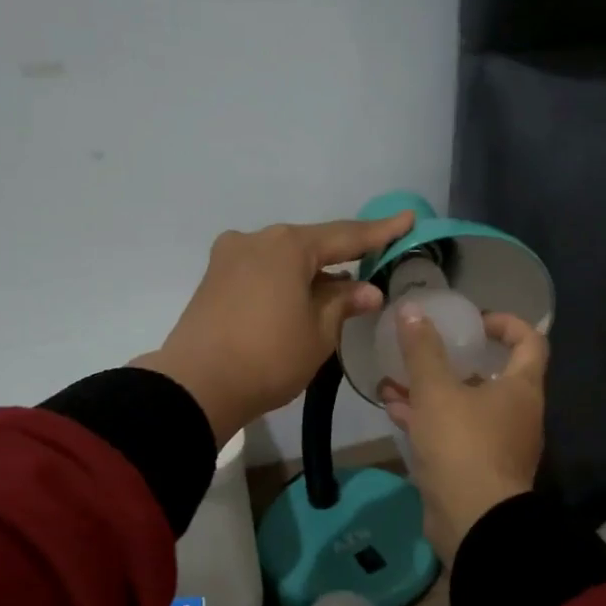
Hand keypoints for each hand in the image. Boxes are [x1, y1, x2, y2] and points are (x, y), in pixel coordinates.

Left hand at [136, 213, 413, 442]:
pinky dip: (284, 282)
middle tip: (370, 270)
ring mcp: (229, 258)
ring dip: (310, 274)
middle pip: (309, 245)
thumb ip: (343, 304)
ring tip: (335, 295)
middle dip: (340, 258)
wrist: (197, 386)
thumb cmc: (269, 358)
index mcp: (287, 245)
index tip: (408, 219)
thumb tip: (367, 289)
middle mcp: (256, 239)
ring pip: (283, 259)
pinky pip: (261, 272)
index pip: (345, 235)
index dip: (380, 232)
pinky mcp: (213, 280)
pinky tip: (298, 300)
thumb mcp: (318, 334)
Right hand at [378, 307, 547, 562]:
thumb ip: (423, 351)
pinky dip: (427, 420)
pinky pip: (452, 433)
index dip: (506, 323)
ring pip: (464, 405)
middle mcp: (516, 413)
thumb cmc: (463, 445)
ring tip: (394, 378)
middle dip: (454, 360)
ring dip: (432, 391)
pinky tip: (393, 410)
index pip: (530, 341)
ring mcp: (497, 444)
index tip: (474, 320)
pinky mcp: (475, 468)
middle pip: (491, 375)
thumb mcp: (436, 391)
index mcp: (521, 389)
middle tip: (425, 348)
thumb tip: (411, 310)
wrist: (473, 521)